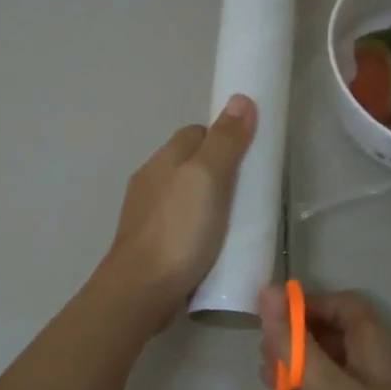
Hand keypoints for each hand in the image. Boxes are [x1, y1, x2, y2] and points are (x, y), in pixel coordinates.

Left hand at [99, 95, 256, 331]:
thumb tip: (240, 99)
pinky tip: (212, 244)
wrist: (141, 290)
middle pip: (190, 164)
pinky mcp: (150, 244)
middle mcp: (150, 181)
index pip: (196, 132)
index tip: (249, 156)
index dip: (223, 138)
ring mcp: (146, 215)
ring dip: (207, 202)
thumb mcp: (208, 179)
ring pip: (184, 196)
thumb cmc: (178, 230)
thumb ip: (224, 141)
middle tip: (248, 192)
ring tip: (235, 221)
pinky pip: (179, 224)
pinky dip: (197, 227)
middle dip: (218, 171)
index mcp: (163, 160)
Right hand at [259, 286, 390, 389]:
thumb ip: (294, 343)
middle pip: (331, 332)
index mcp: (372, 342)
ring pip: (325, 364)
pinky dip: (303, 388)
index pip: (341, 305)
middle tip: (263, 349)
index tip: (273, 317)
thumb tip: (267, 291)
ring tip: (265, 373)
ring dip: (295, 362)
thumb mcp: (330, 386)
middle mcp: (370, 362)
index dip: (308, 304)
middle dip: (296, 334)